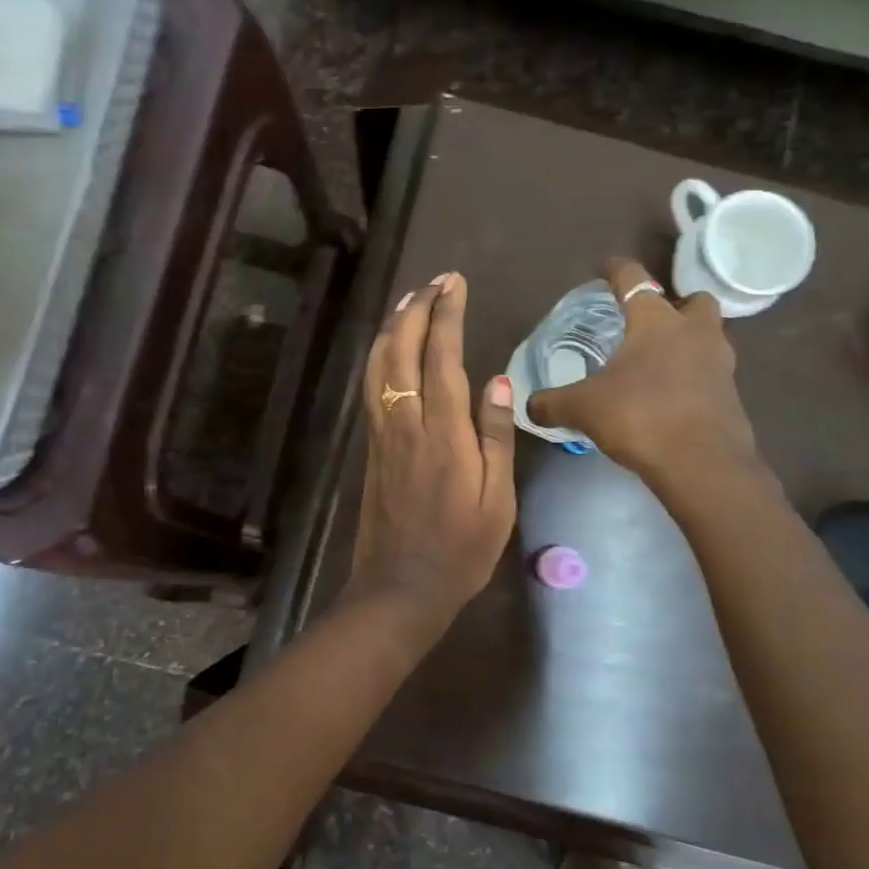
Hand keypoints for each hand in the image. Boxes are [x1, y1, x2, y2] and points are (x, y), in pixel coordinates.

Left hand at [349, 271, 517, 636]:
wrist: (401, 586)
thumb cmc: (461, 549)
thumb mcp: (496, 500)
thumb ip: (495, 436)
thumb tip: (498, 380)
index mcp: (443, 433)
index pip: (442, 356)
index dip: (446, 315)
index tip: (454, 284)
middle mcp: (406, 422)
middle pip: (402, 350)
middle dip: (417, 309)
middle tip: (435, 281)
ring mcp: (383, 433)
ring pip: (378, 365)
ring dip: (392, 327)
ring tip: (409, 300)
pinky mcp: (371, 446)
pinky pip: (371, 387)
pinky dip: (378, 356)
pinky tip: (386, 349)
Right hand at [527, 257, 758, 481]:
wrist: (702, 464)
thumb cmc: (640, 417)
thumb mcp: (583, 409)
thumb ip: (552, 403)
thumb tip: (528, 405)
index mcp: (656, 321)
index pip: (635, 279)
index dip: (617, 270)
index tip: (606, 266)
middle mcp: (694, 332)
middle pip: (694, 301)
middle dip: (676, 304)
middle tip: (651, 322)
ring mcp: (720, 363)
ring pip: (708, 336)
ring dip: (688, 341)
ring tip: (659, 362)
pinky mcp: (732, 395)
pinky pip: (711, 373)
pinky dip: (693, 377)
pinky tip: (670, 396)